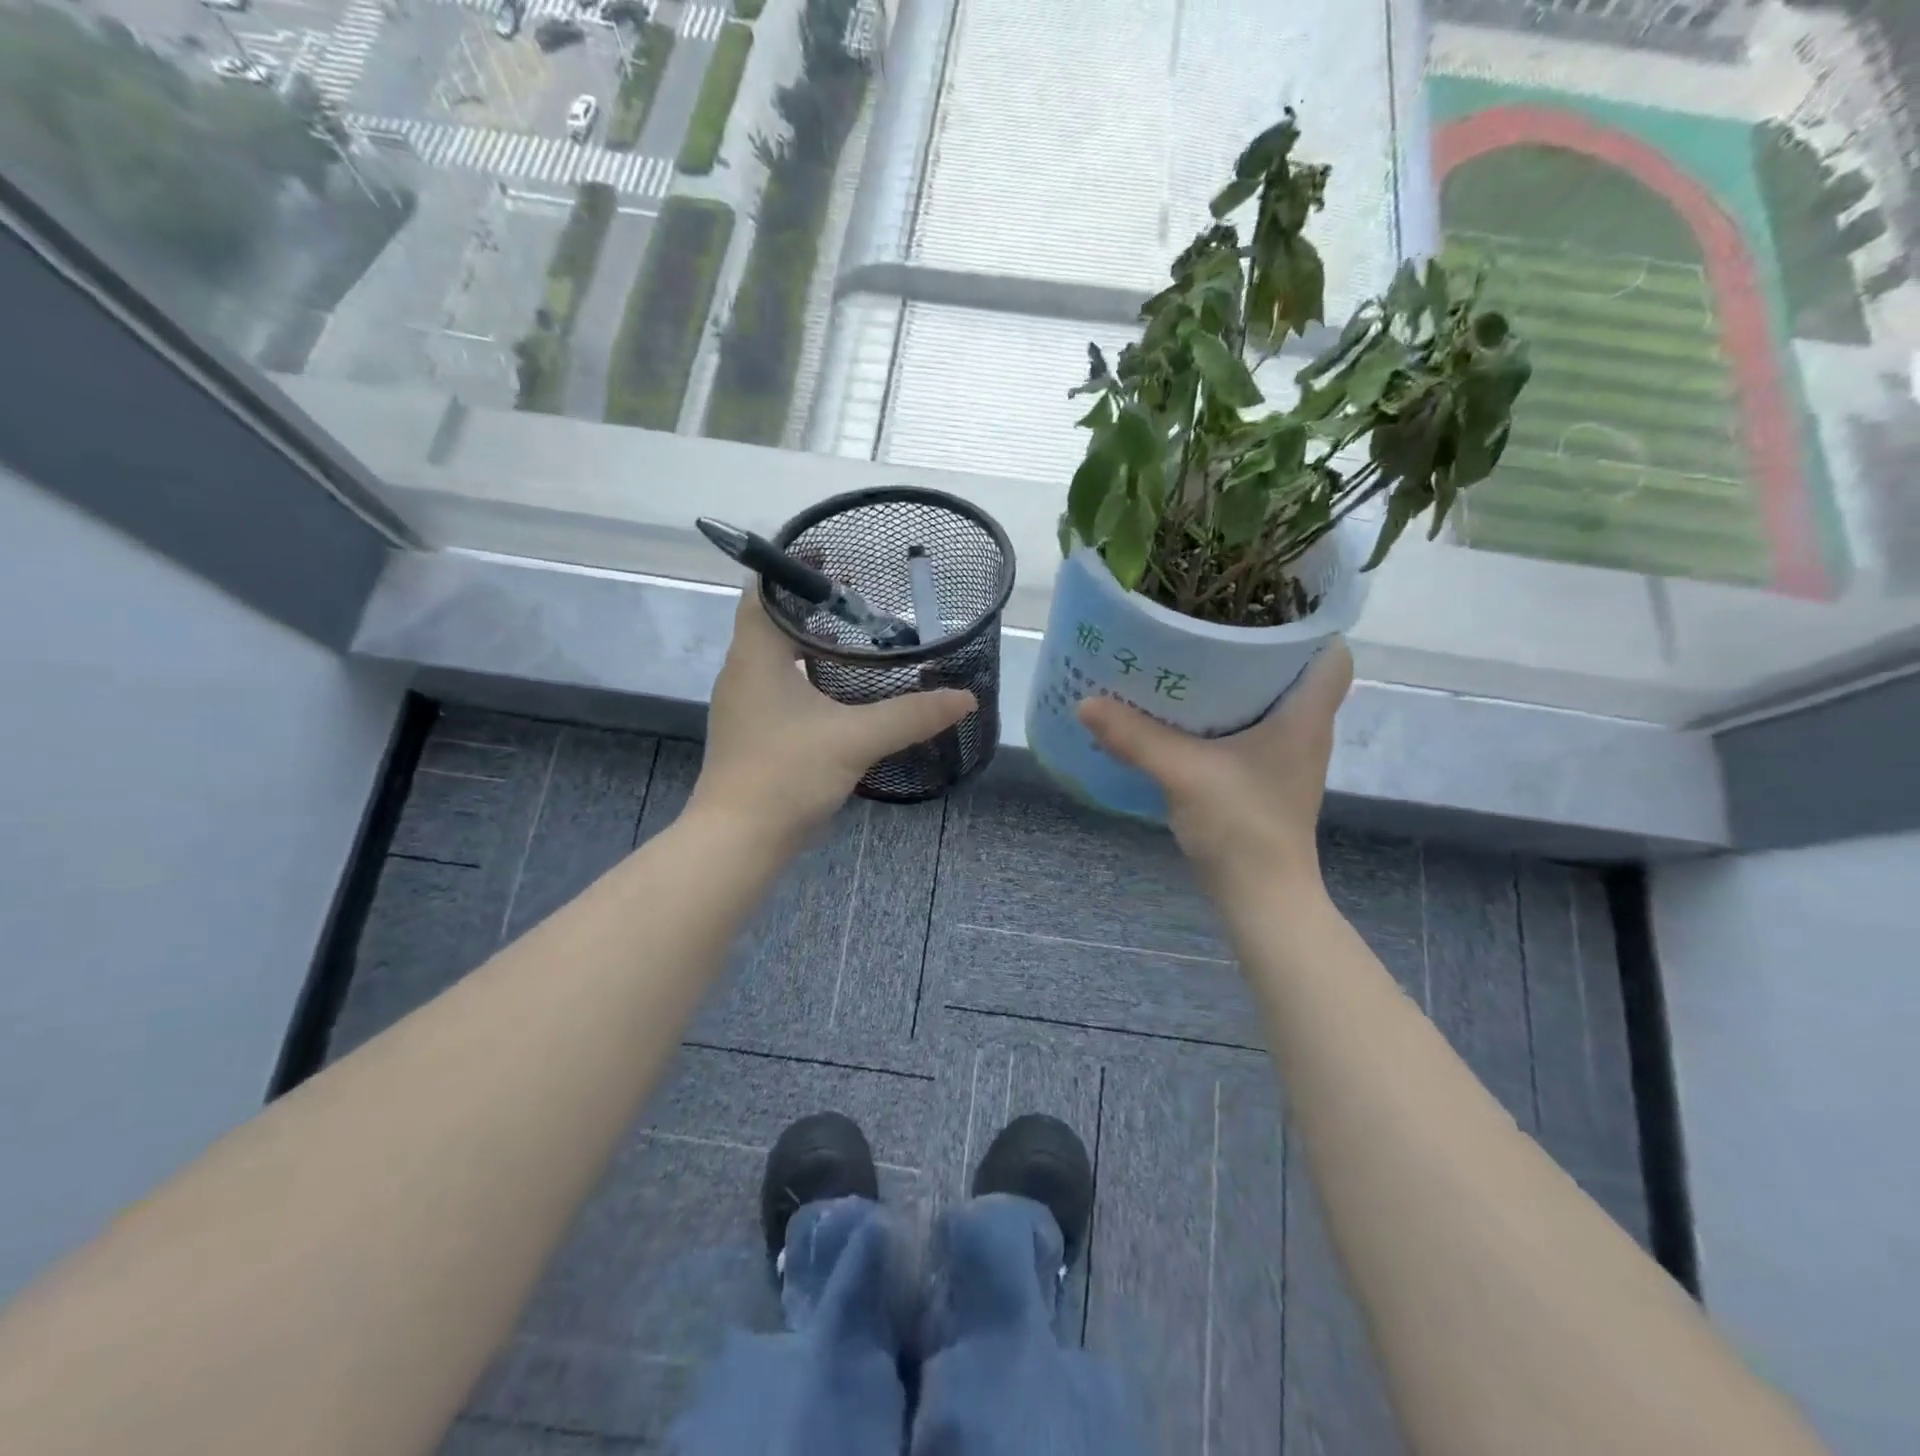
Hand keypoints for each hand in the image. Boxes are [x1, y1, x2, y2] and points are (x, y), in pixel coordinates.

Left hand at [689, 589, 976, 844]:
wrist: (738, 841)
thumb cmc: (786, 775)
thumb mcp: (855, 739)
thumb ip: (911, 715)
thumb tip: (965, 697)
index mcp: (755, 657)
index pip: (763, 591)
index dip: (792, 568)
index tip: (832, 556)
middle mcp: (742, 672)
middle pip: (771, 620)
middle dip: (812, 605)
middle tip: (859, 596)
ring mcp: (744, 705)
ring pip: (775, 656)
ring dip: (810, 642)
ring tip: (856, 637)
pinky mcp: (753, 732)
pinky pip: (779, 685)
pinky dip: (807, 675)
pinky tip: (841, 691)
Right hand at [1077, 641, 1352, 902]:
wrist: (1262, 897)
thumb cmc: (1243, 827)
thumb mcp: (1184, 773)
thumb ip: (1135, 736)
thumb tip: (1085, 701)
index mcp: (1304, 715)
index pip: (1332, 652)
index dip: (1306, 624)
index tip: (1259, 604)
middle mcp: (1303, 730)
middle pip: (1294, 671)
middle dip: (1255, 645)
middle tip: (1207, 623)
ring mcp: (1285, 757)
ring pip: (1269, 701)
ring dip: (1235, 681)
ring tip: (1188, 657)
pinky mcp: (1263, 778)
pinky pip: (1248, 729)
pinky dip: (1222, 715)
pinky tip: (1182, 713)